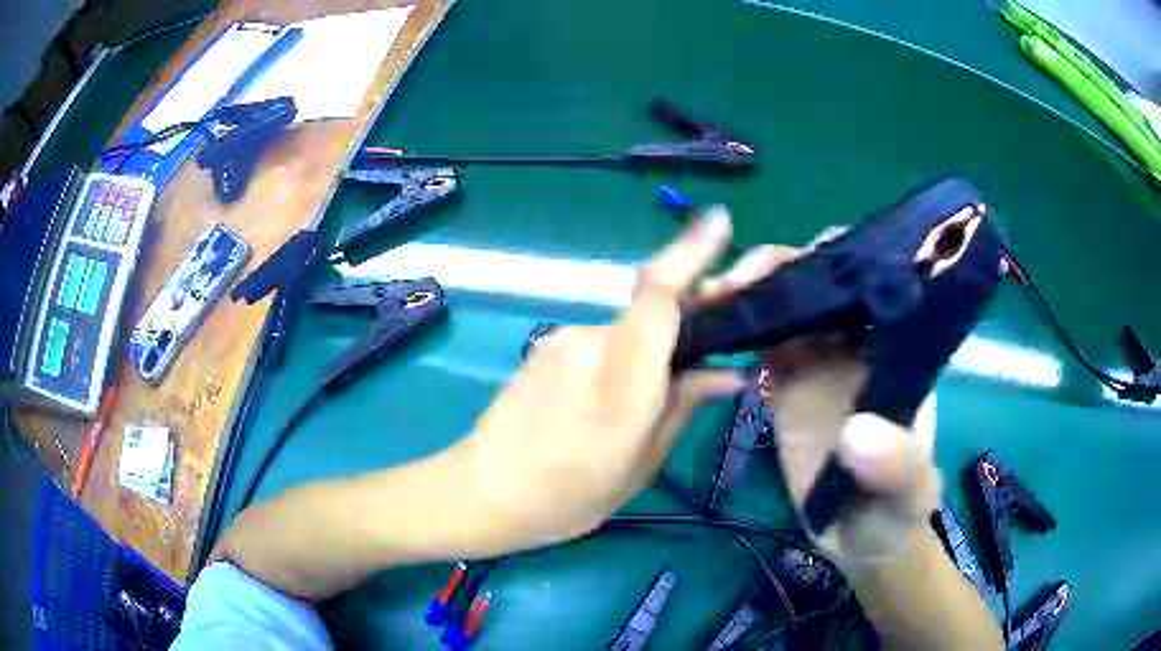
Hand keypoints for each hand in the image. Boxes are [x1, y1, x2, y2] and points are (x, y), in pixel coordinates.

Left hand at [451, 209, 746, 552]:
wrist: (481, 491)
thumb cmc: (566, 497)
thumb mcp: (639, 466)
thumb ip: (683, 408)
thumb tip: (731, 372)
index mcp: (621, 382)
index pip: (660, 298)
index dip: (691, 253)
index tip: (719, 220)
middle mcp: (591, 344)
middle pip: (653, 309)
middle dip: (690, 313)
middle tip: (706, 353)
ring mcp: (563, 340)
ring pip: (628, 331)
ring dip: (648, 355)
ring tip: (636, 411)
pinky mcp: (547, 344)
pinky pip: (602, 343)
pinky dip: (620, 362)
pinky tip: (604, 406)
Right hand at [692, 237, 941, 567]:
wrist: (860, 540)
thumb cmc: (896, 508)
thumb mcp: (908, 491)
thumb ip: (895, 465)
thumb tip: (855, 431)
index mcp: (894, 347)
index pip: (873, 277)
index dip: (839, 255)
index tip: (799, 262)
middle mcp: (856, 340)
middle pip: (818, 277)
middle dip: (777, 266)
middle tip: (734, 283)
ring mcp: (819, 358)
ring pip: (784, 301)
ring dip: (748, 290)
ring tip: (709, 299)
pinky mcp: (785, 382)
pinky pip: (759, 339)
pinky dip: (734, 326)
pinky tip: (704, 328)